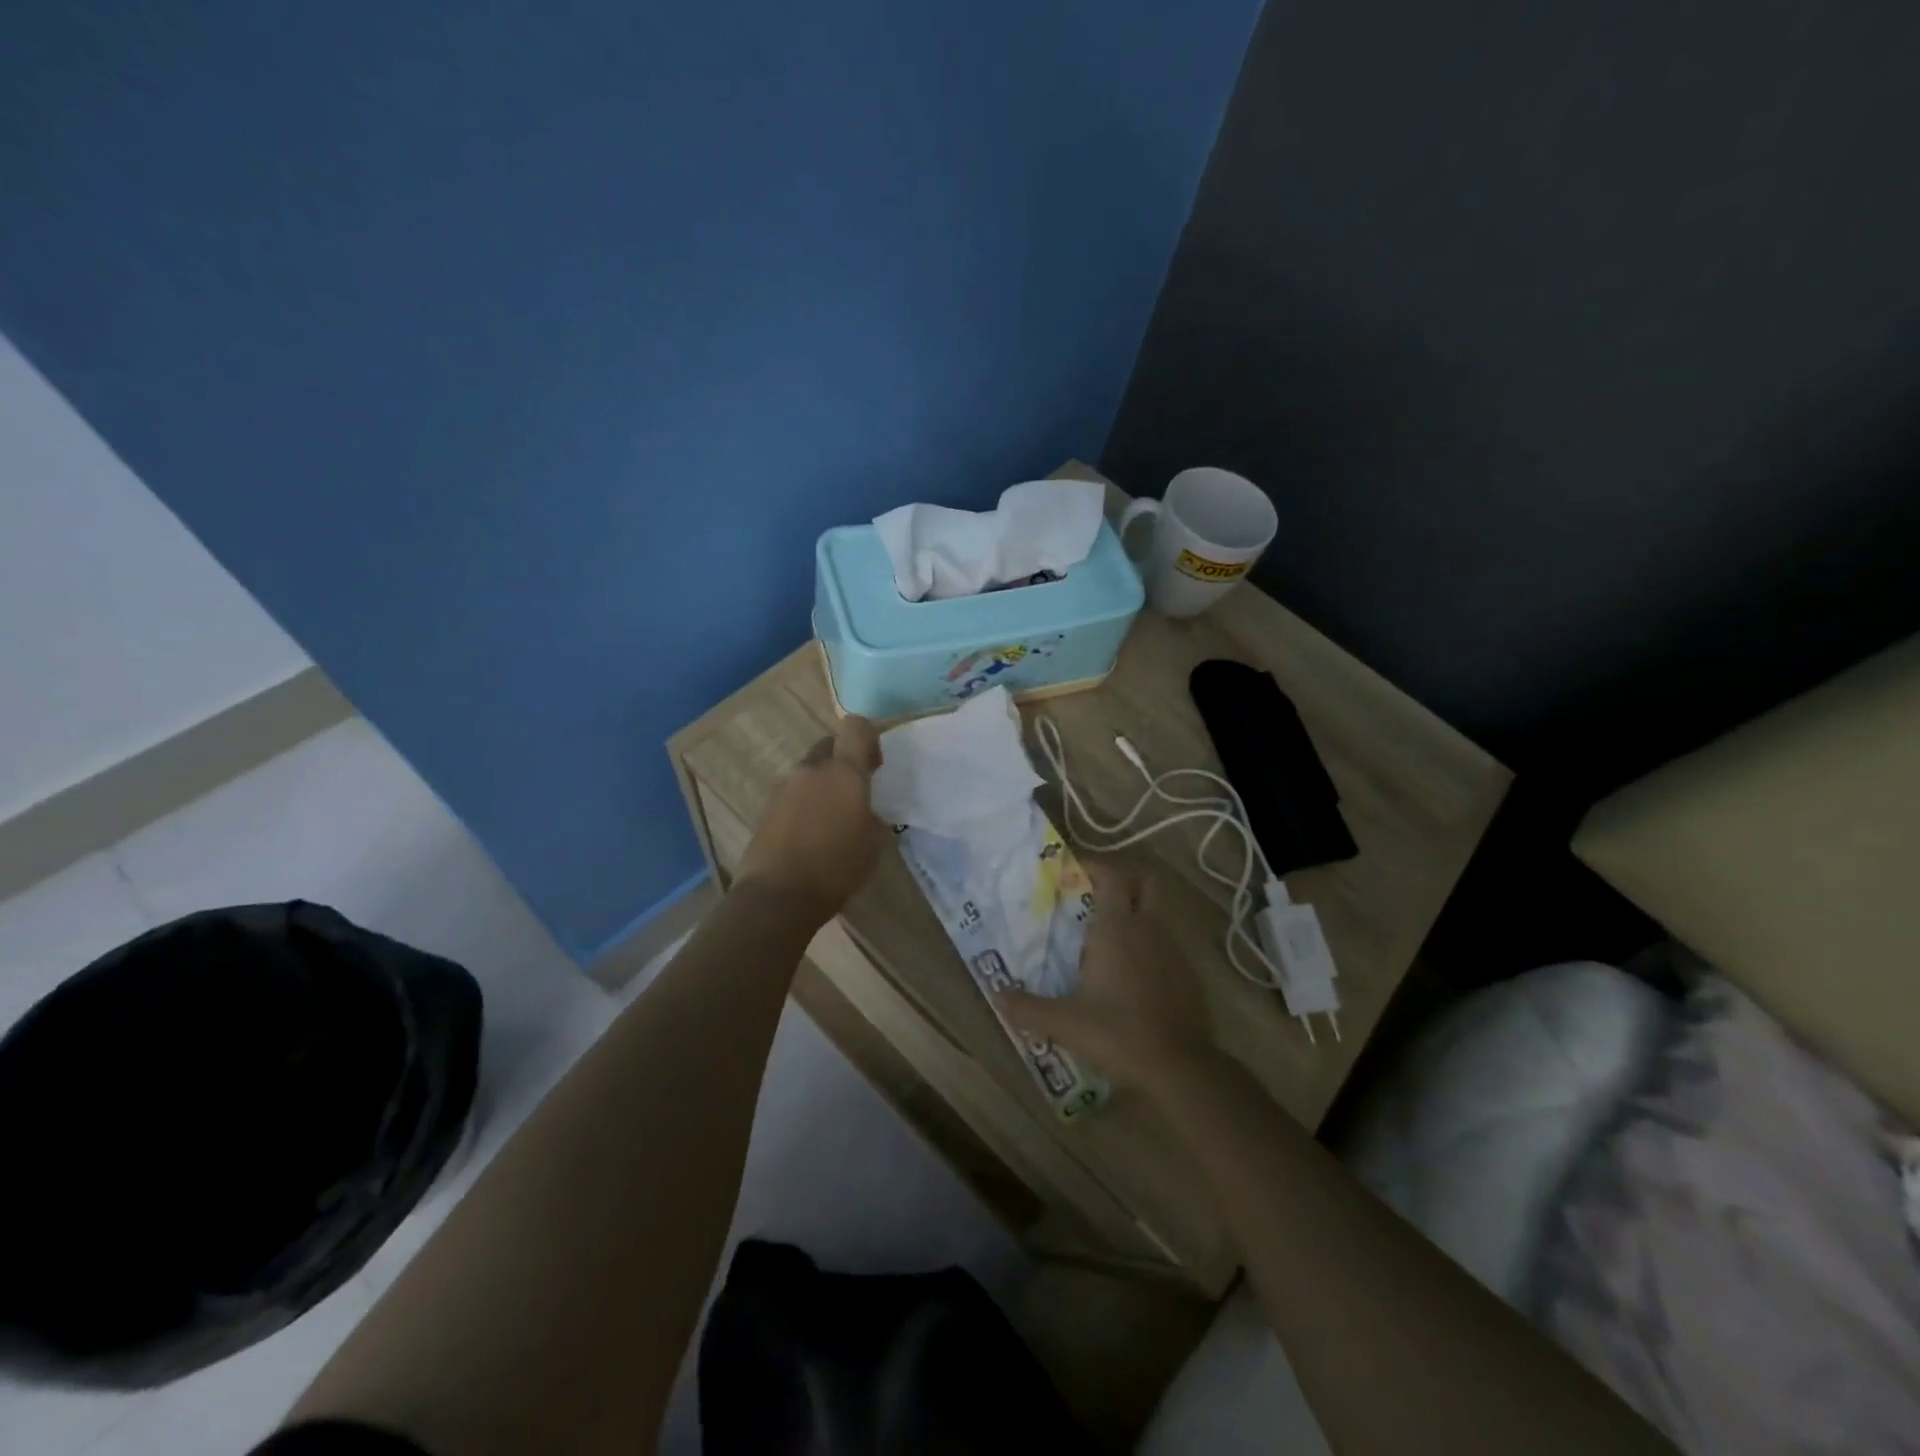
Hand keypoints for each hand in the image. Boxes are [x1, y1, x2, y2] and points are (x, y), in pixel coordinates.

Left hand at [735, 715, 887, 922]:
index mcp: (844, 772)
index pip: (856, 727)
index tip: (875, 765)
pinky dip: (806, 802)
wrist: (778, 895)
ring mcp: (785, 787)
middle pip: (830, 745)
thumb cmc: (836, 867)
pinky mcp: (768, 807)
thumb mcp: (874, 844)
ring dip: (823, 783)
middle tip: (855, 791)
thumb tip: (869, 809)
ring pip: (810, 770)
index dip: (868, 738)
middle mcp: (812, 769)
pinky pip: (794, 792)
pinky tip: (812, 832)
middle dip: (844, 760)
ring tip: (832, 818)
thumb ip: (874, 815)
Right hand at [995, 860, 1216, 1087]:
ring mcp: (1174, 950)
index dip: (1095, 866)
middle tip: (1099, 897)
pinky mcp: (1190, 974)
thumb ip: (1028, 1008)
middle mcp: (1149, 928)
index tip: (1074, 872)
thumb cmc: (1118, 1033)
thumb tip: (997, 996)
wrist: (1179, 1067)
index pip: (1112, 876)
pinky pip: (1169, 945)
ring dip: (1139, 914)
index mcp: (1117, 928)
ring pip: (1159, 913)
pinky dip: (1153, 946)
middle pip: (1148, 883)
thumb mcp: (1065, 1023)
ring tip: (1112, 937)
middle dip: (1127, 882)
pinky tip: (1135, 972)